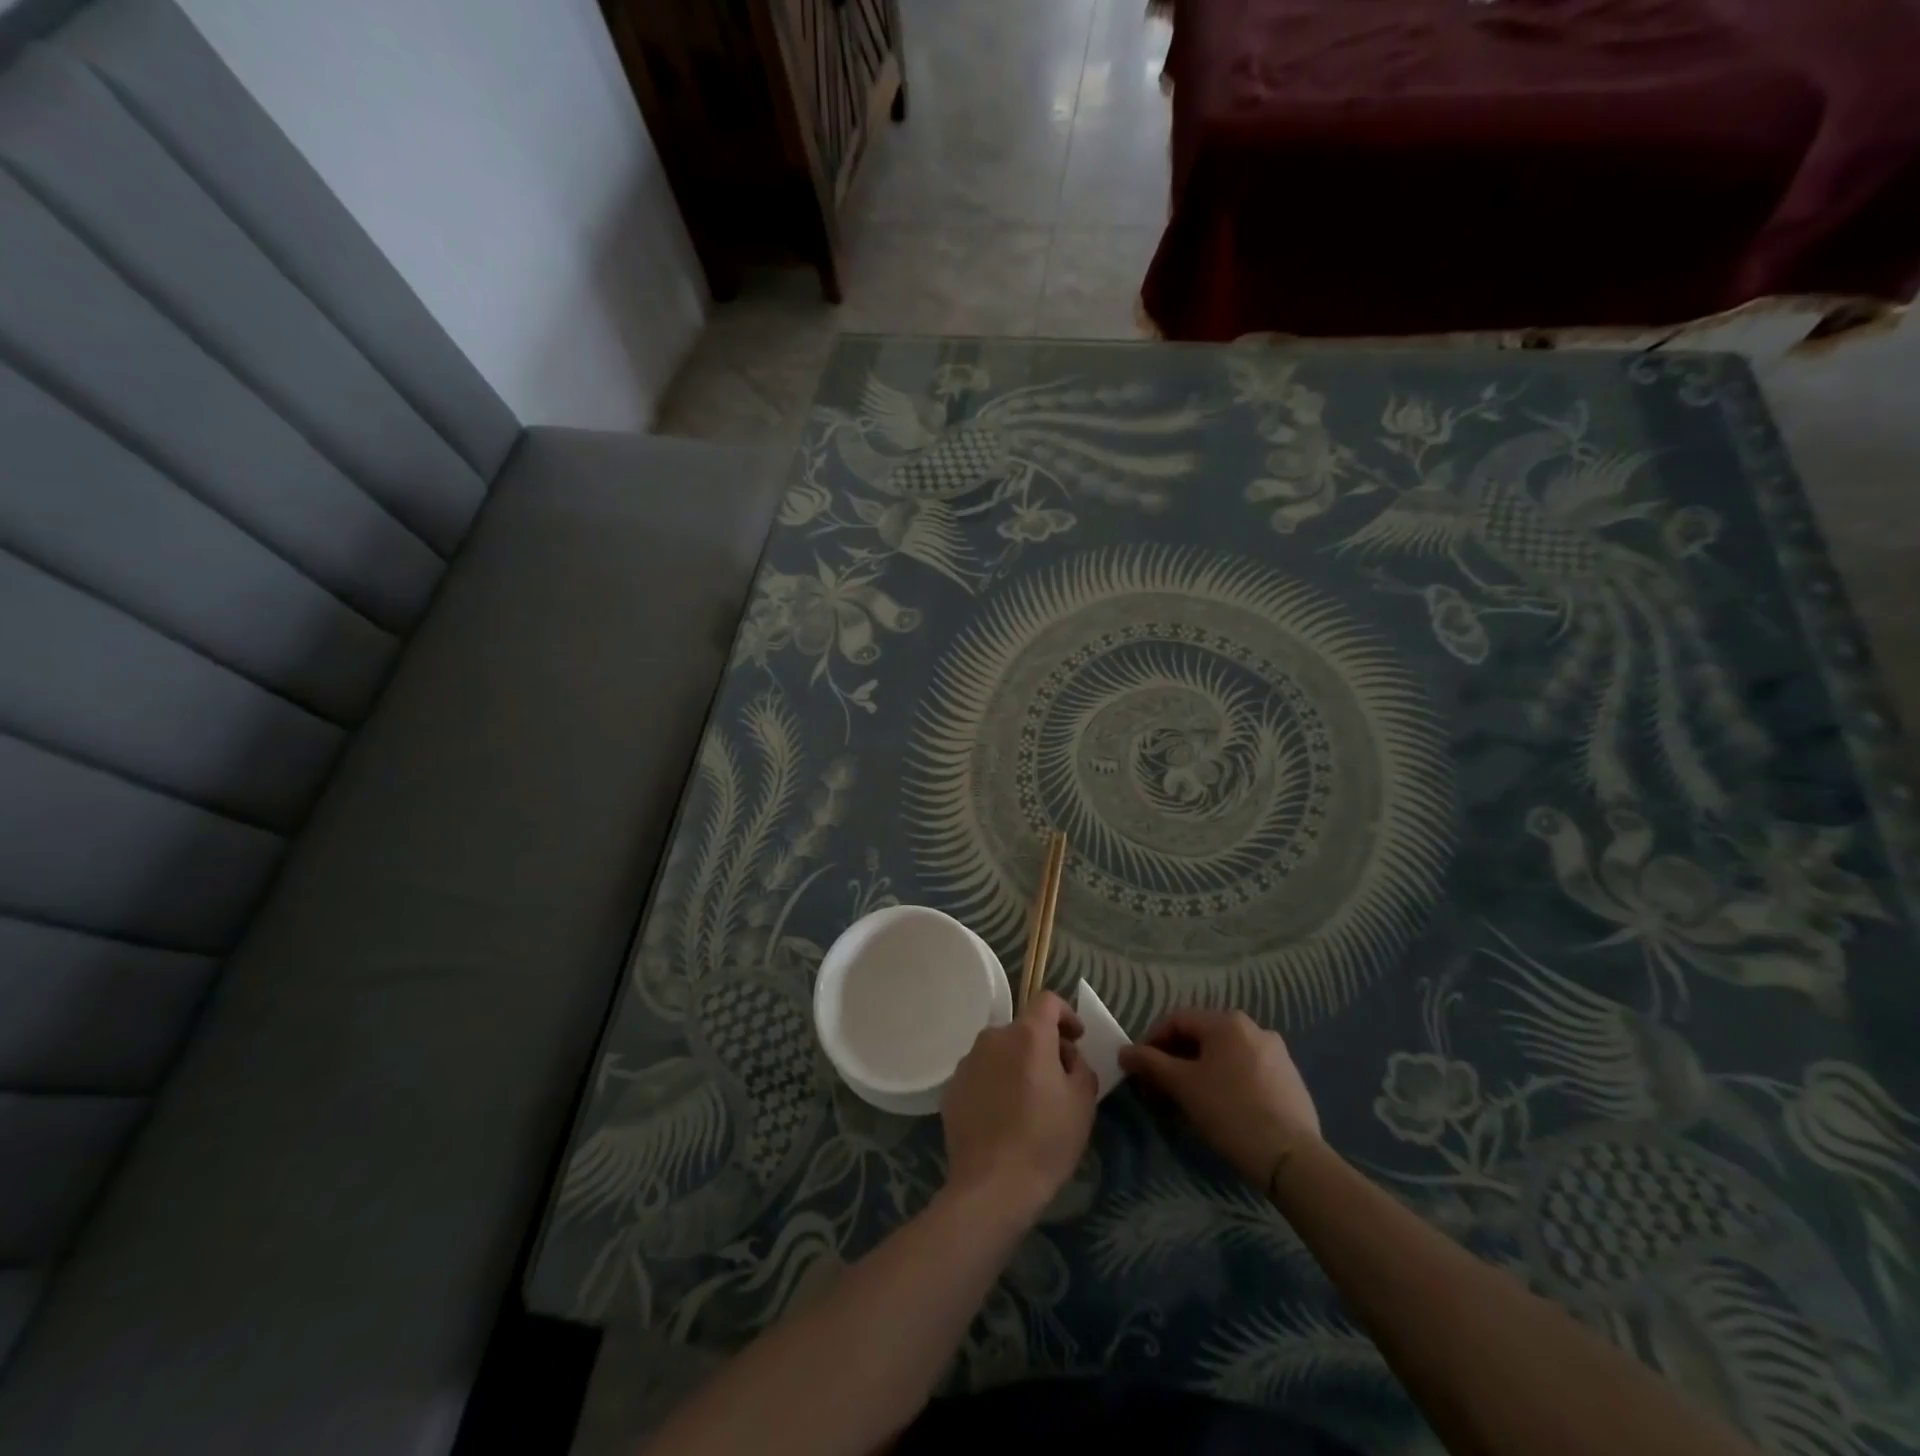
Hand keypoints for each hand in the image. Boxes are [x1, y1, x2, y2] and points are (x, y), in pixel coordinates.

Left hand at [941, 992, 1096, 1219]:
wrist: (992, 1186)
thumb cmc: (1045, 1140)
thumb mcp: (1082, 1102)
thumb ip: (1079, 1065)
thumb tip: (1067, 1055)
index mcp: (1027, 1035)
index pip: (1047, 1000)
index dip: (1066, 1014)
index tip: (1076, 1039)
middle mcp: (993, 1037)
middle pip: (1023, 1029)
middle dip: (1043, 1046)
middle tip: (1058, 1080)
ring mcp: (967, 1062)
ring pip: (1000, 1052)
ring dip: (1016, 1065)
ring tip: (1028, 1103)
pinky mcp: (951, 1088)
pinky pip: (981, 1075)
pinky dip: (995, 1084)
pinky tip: (1003, 1118)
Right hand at [1119, 1008, 1320, 1186]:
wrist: (1292, 1158)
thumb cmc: (1230, 1112)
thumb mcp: (1182, 1085)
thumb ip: (1149, 1063)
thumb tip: (1125, 1052)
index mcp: (1226, 1022)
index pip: (1176, 1020)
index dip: (1152, 1041)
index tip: (1139, 1069)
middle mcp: (1253, 1028)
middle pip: (1201, 1036)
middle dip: (1175, 1059)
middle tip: (1160, 1088)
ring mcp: (1276, 1053)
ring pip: (1224, 1055)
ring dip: (1199, 1071)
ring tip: (1188, 1102)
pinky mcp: (1290, 1079)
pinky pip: (1246, 1071)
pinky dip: (1226, 1081)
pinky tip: (1221, 1109)